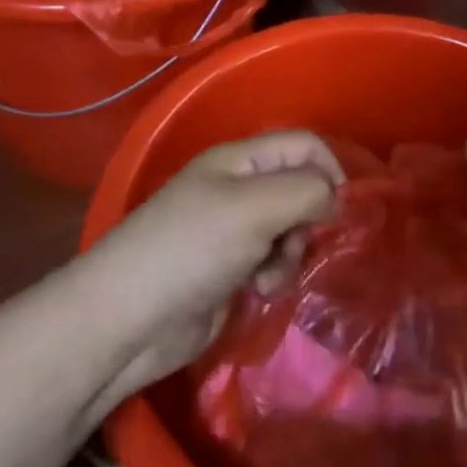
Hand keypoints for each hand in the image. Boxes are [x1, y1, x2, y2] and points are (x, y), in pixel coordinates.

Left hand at [88, 131, 342, 398]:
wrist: (126, 321)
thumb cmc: (190, 249)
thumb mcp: (255, 208)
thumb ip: (306, 191)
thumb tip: (335, 197)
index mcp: (239, 160)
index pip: (303, 144)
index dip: (329, 168)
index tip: (340, 207)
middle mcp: (238, 188)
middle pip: (299, 188)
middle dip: (308, 218)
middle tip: (297, 242)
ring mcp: (232, 230)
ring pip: (290, 229)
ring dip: (291, 253)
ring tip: (269, 276)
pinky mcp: (229, 269)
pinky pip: (272, 261)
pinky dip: (274, 275)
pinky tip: (257, 292)